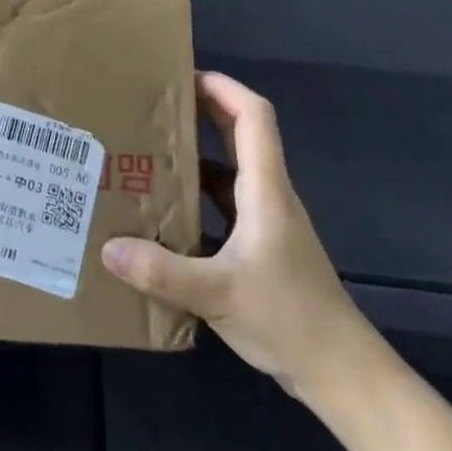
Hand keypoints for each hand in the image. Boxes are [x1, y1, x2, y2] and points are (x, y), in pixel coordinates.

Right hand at [101, 71, 379, 402]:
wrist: (342, 375)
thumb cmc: (289, 319)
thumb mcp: (218, 295)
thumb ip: (163, 272)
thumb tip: (108, 247)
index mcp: (265, 189)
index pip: (253, 116)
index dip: (224, 87)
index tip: (184, 75)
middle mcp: (269, 196)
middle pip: (241, 134)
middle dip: (203, 111)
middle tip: (154, 105)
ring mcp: (268, 223)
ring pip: (232, 171)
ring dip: (198, 154)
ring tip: (150, 151)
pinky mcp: (263, 249)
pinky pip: (227, 204)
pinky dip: (200, 195)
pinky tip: (167, 212)